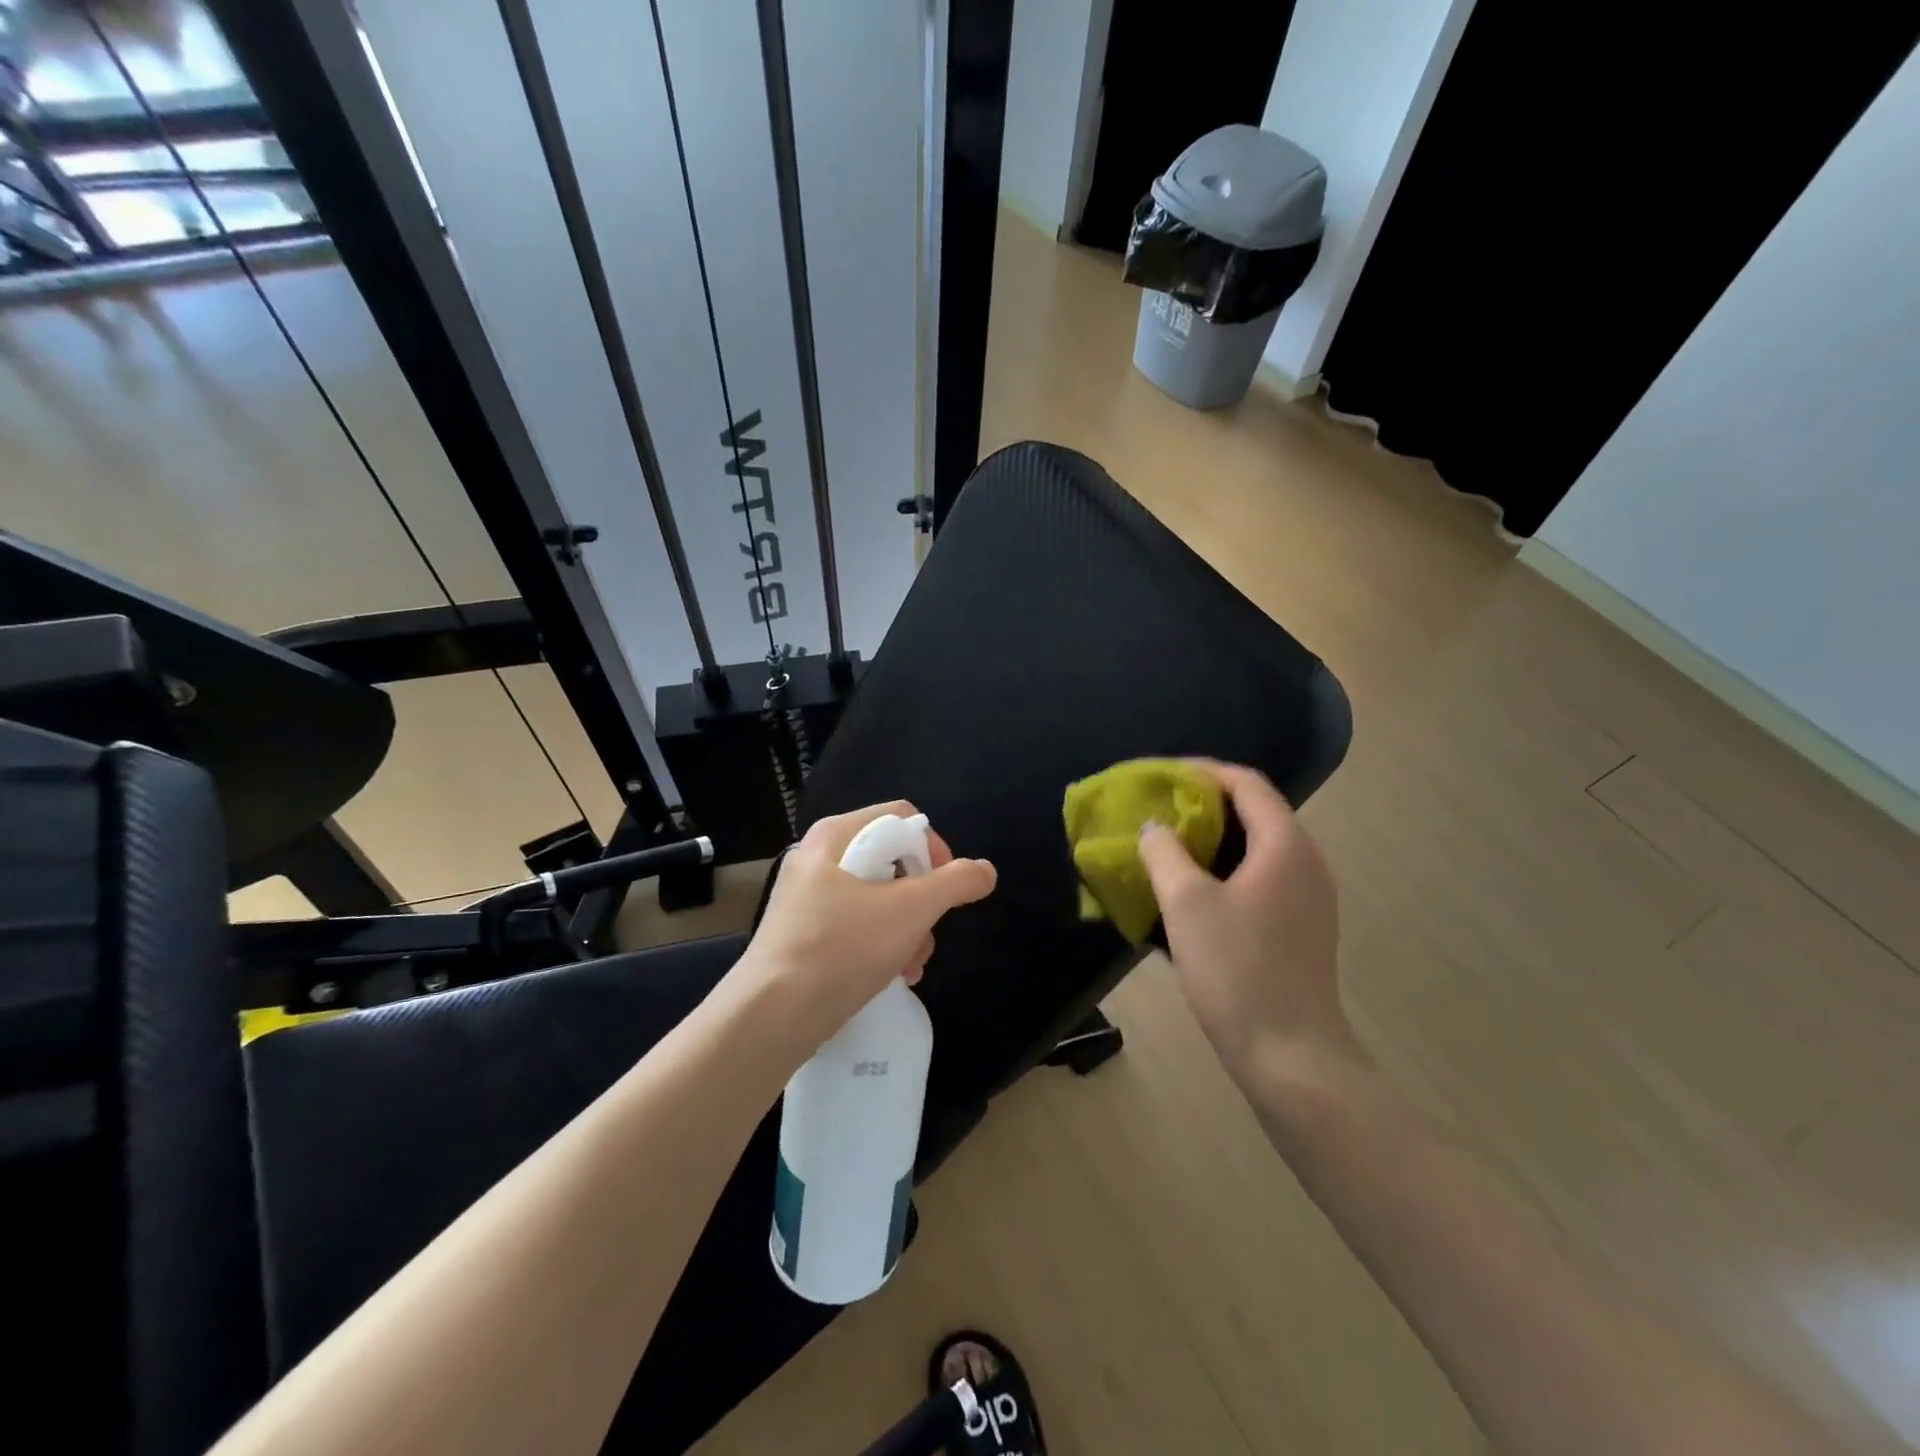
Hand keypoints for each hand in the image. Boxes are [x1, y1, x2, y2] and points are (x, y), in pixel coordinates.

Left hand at [736, 801, 996, 1056]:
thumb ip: (954, 883)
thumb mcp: (910, 911)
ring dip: (907, 929)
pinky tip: (892, 976)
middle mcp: (819, 857)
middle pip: (893, 860)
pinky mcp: (804, 931)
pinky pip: (856, 923)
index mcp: (836, 836)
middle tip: (928, 933)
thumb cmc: (842, 949)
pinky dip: (881, 944)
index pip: (902, 818)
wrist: (772, 1016)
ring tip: (912, 964)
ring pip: (878, 897)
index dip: (934, 848)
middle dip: (922, 901)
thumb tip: (985, 870)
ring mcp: (808, 895)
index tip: (947, 889)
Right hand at [1137, 761, 1354, 1076]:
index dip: (1202, 771)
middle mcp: (1306, 862)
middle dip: (1203, 804)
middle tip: (1157, 810)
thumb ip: (1165, 853)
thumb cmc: (1236, 970)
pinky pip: (1261, 877)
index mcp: (1285, 845)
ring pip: (1257, 847)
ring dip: (1212, 838)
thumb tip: (1155, 827)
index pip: (1246, 783)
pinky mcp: (1301, 927)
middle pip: (1254, 811)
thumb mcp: (1186, 904)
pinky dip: (1225, 868)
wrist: (1290, 1055)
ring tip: (1168, 845)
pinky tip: (1193, 891)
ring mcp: (1309, 897)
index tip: (1160, 776)